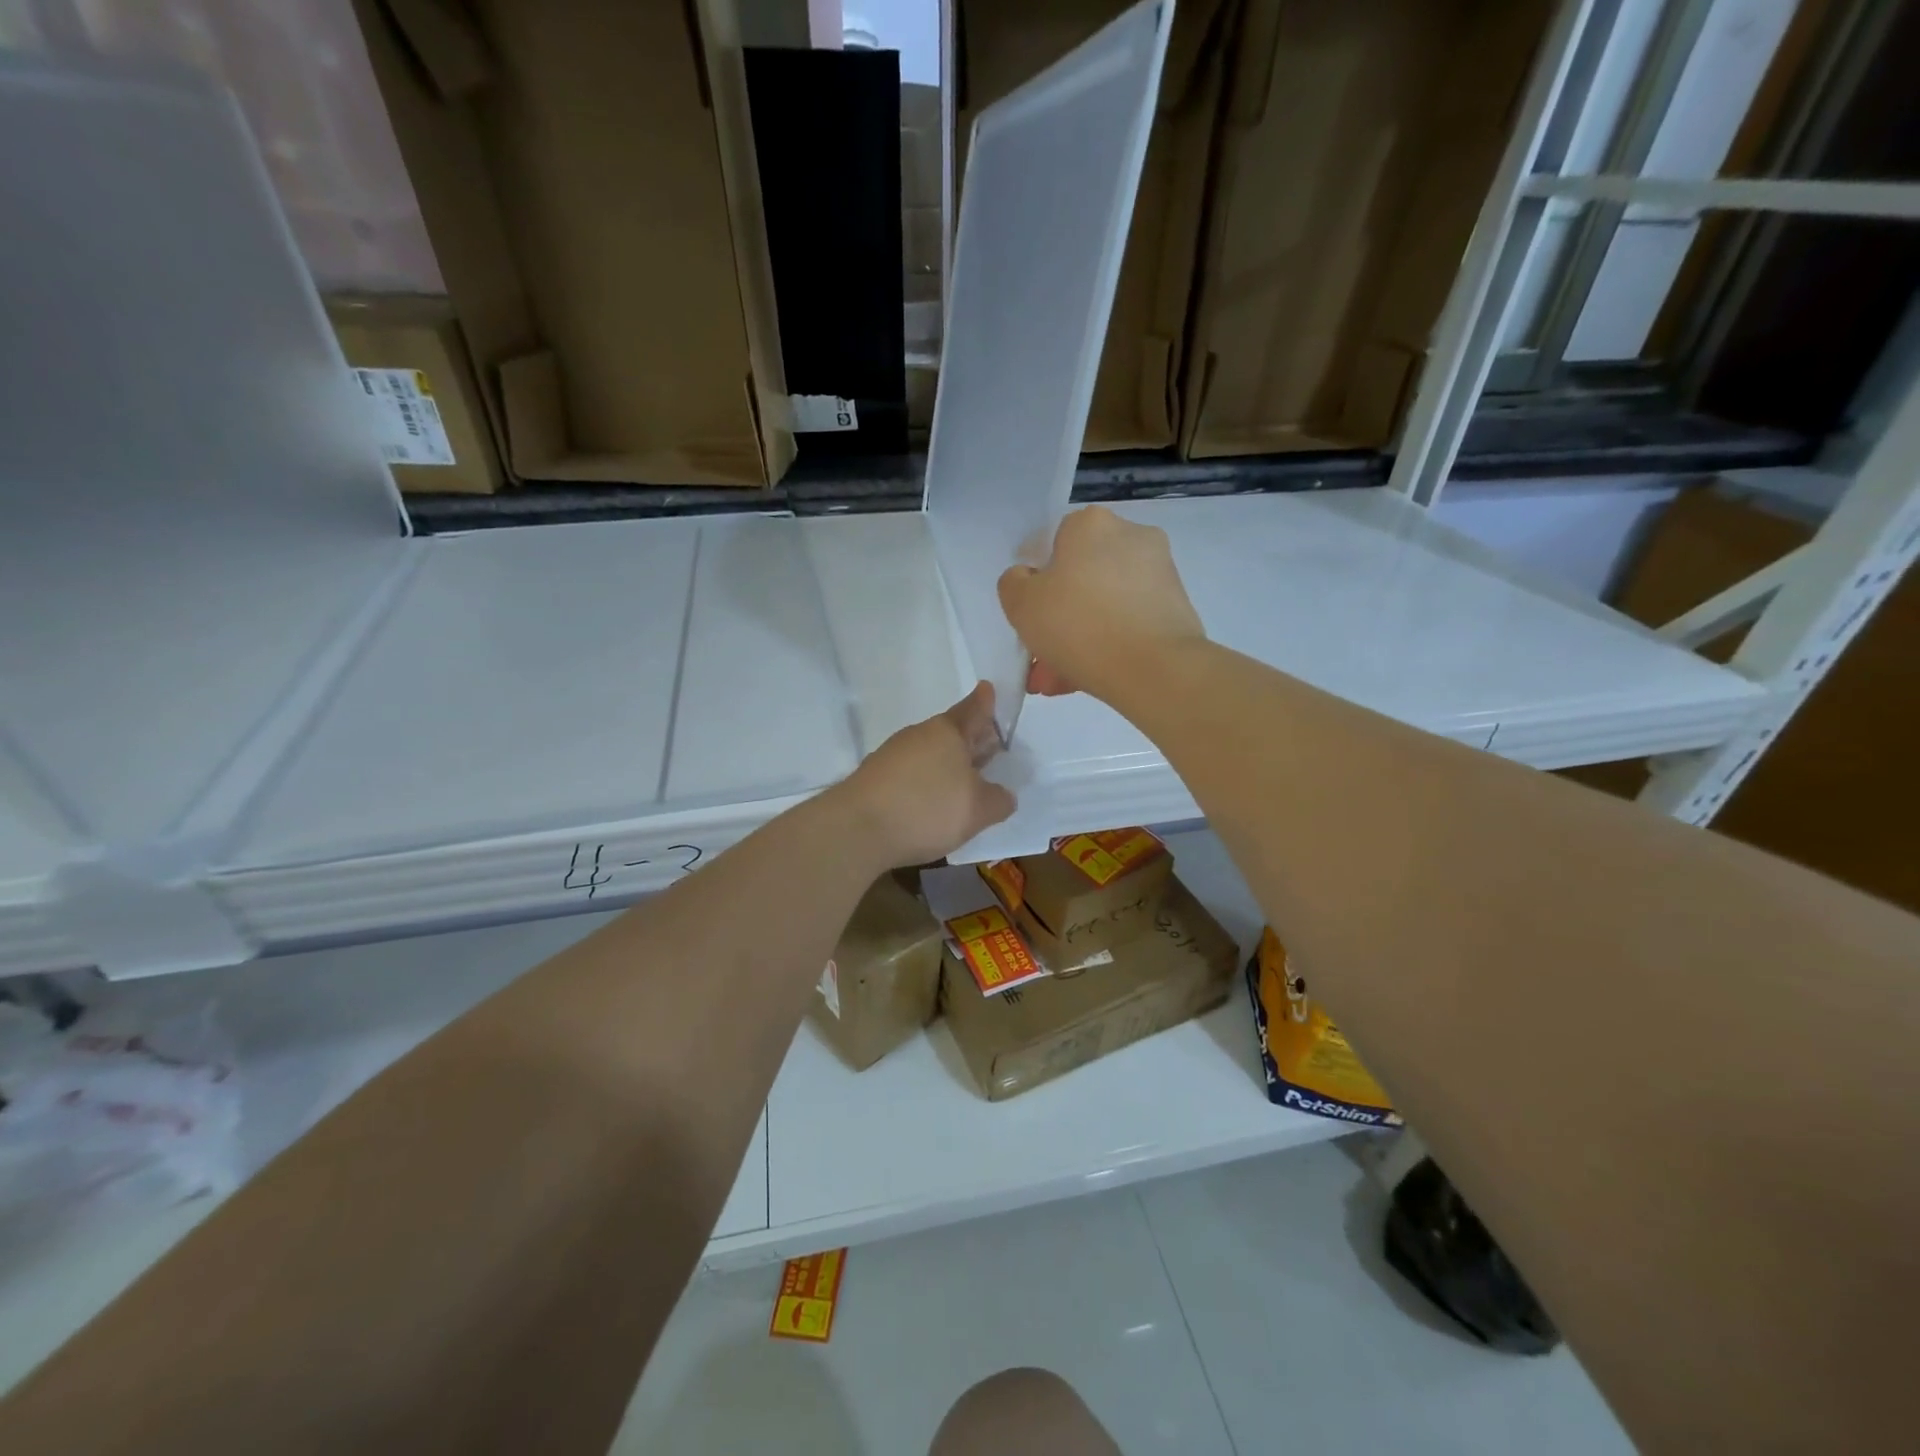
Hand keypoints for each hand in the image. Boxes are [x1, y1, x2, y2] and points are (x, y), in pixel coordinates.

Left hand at [834, 682, 1016, 868]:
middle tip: (989, 747)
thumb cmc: (927, 809)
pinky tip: (930, 804)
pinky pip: (910, 774)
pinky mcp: (874, 779)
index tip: (987, 688)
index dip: (984, 701)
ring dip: (946, 764)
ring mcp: (892, 756)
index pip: (973, 710)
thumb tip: (1003, 795)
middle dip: (970, 740)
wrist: (856, 829)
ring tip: (964, 783)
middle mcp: (918, 736)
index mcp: (948, 732)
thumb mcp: (978, 810)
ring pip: (929, 753)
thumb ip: (998, 800)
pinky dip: (925, 783)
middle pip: (951, 733)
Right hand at [998, 506, 1204, 699]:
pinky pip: (1128, 623)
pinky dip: (1108, 646)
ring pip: (1103, 606)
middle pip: (1080, 579)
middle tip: (1040, 659)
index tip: (1030, 616)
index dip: (1037, 582)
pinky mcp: (1176, 608)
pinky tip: (1085, 680)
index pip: (1053, 544)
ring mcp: (1159, 572)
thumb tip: (1028, 579)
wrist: (1155, 669)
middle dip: (1057, 621)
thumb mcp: (1020, 604)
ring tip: (1057, 681)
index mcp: (1091, 524)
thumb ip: (1014, 584)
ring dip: (1078, 640)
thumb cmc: (1079, 625)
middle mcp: (1130, 536)